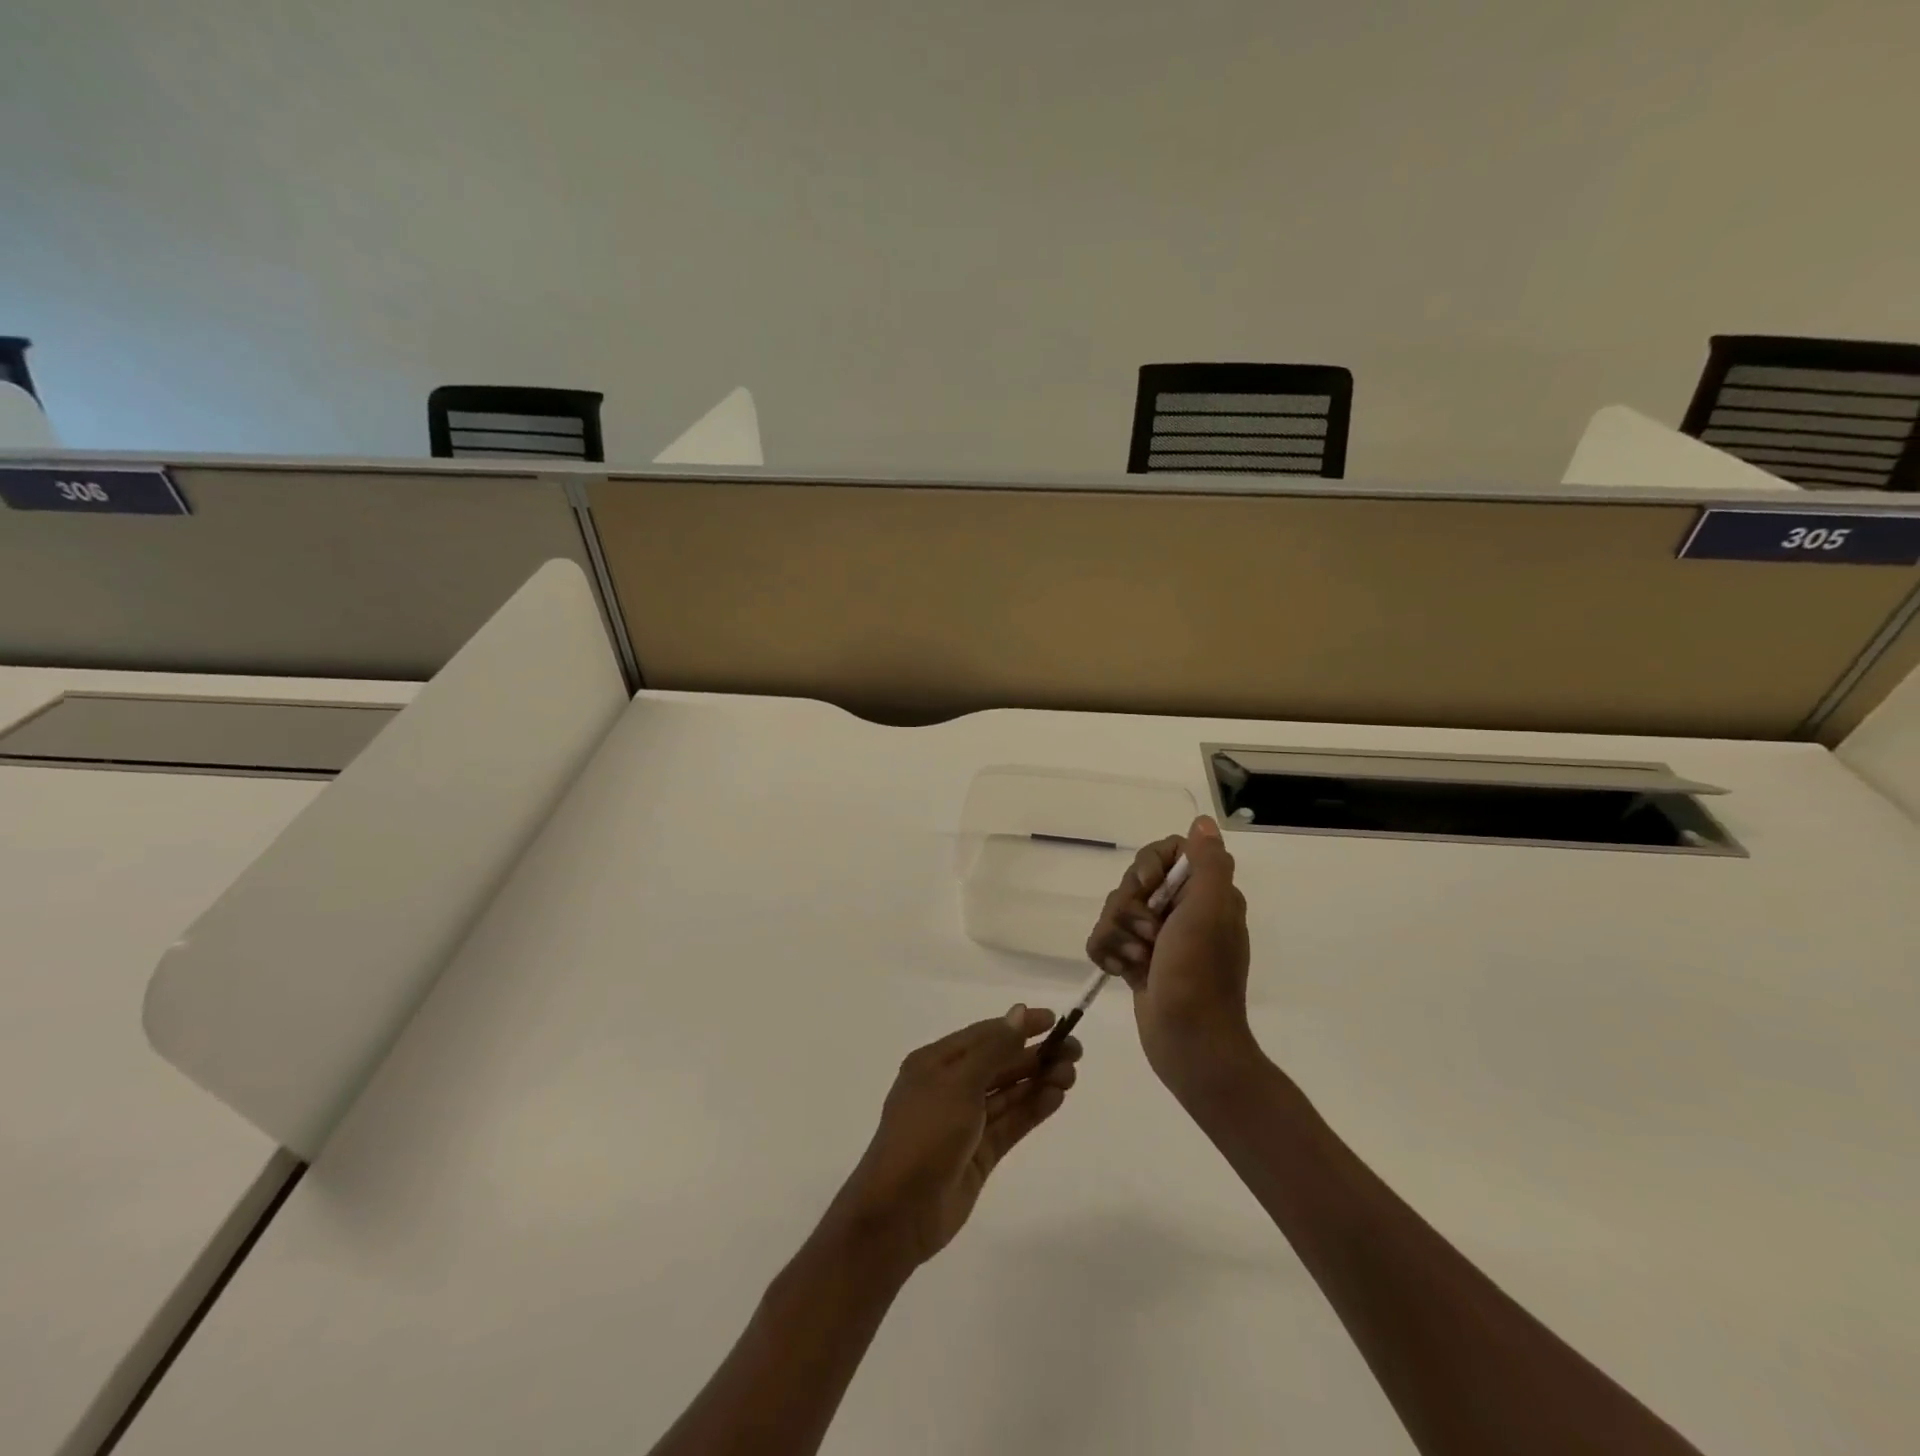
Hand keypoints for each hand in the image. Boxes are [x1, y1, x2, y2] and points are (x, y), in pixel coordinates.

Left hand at [824, 1006, 1080, 1269]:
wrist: (898, 1213)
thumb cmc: (925, 1135)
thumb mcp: (959, 1084)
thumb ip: (994, 1049)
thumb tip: (1019, 1012)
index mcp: (936, 1063)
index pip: (984, 1035)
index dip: (1019, 1026)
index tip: (1055, 1020)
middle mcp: (951, 1087)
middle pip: (999, 1063)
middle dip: (1035, 1056)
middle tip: (1075, 1052)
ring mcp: (966, 1122)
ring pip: (1008, 1093)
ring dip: (1038, 1081)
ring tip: (1071, 1074)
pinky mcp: (979, 1153)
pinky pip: (1010, 1123)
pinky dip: (1032, 1109)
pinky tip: (1056, 1098)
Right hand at [1086, 815, 1256, 1090]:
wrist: (1189, 1044)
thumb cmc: (1199, 975)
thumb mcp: (1209, 912)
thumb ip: (1208, 863)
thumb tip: (1203, 822)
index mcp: (1205, 894)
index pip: (1167, 852)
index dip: (1149, 866)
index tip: (1149, 889)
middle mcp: (1183, 910)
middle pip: (1134, 881)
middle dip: (1129, 908)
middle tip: (1148, 936)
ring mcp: (1158, 938)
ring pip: (1114, 910)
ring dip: (1118, 935)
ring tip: (1135, 962)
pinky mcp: (1136, 961)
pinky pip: (1105, 938)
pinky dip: (1106, 953)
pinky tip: (1118, 972)